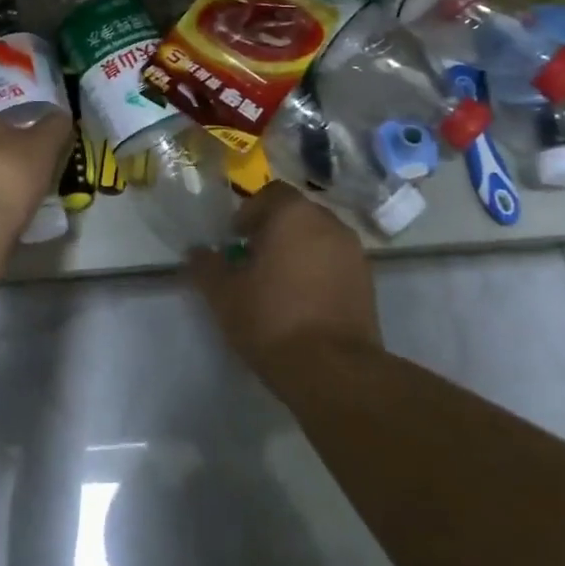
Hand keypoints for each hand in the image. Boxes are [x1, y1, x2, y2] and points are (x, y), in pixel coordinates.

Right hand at [189, 183, 380, 377]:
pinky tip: (303, 302)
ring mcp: (354, 253)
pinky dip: (319, 272)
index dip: (249, 213)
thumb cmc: (272, 319)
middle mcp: (328, 222)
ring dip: (299, 251)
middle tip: (254, 260)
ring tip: (279, 283)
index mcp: (293, 213)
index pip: (270, 194)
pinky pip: (335, 264)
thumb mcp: (224, 294)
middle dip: (274, 230)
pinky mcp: (368, 283)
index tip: (235, 239)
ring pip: (318, 239)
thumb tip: (196, 252)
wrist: (334, 372)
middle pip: (296, 214)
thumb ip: (207, 266)